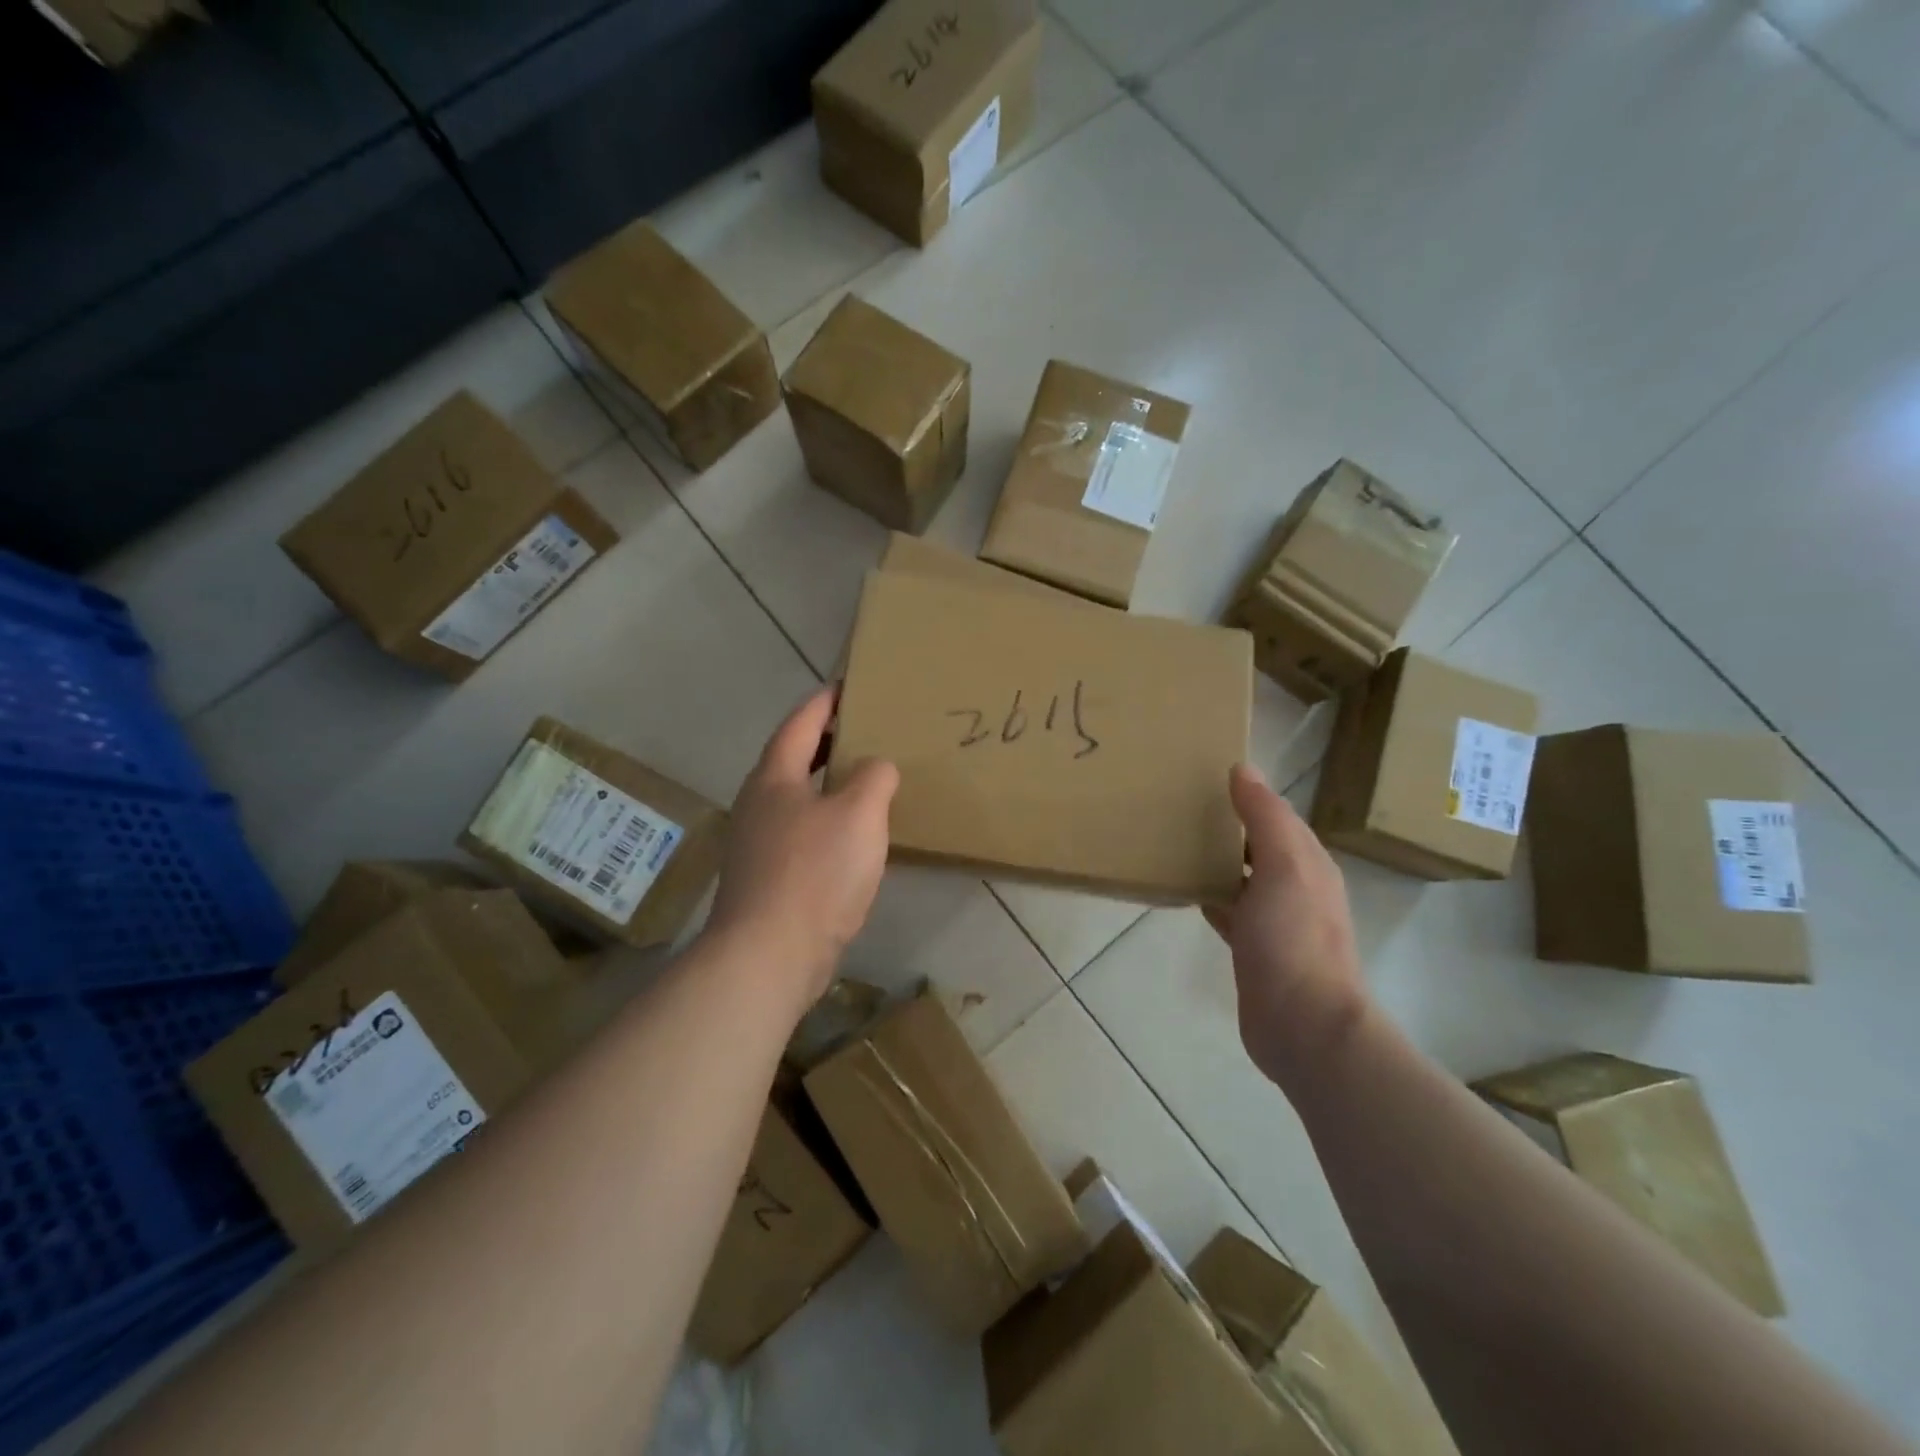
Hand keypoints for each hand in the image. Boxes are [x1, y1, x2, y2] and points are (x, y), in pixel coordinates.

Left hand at [706, 687, 898, 1008]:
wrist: (770, 954)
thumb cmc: (815, 872)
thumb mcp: (859, 813)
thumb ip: (874, 777)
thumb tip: (876, 767)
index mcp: (775, 777)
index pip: (801, 723)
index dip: (825, 702)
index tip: (849, 686)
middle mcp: (759, 803)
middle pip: (793, 758)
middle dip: (827, 741)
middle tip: (865, 730)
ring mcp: (758, 843)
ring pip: (797, 798)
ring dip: (827, 783)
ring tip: (865, 780)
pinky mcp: (768, 877)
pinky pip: (801, 832)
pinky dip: (827, 820)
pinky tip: (852, 836)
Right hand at [1205, 765, 1368, 1086]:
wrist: (1303, 1025)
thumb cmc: (1294, 939)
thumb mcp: (1285, 866)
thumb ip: (1265, 817)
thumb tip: (1243, 769)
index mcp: (1308, 863)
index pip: (1276, 816)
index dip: (1247, 796)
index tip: (1204, 778)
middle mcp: (1296, 888)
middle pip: (1259, 845)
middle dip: (1228, 826)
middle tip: (1180, 807)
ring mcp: (1276, 922)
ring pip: (1242, 877)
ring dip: (1217, 860)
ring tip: (1175, 841)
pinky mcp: (1254, 949)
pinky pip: (1229, 909)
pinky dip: (1211, 895)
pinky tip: (1185, 890)